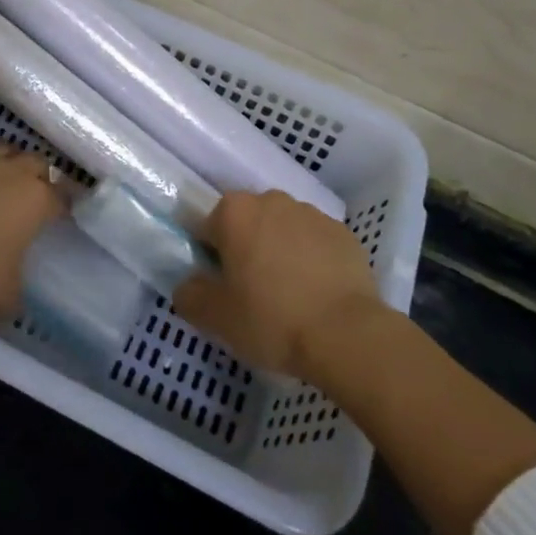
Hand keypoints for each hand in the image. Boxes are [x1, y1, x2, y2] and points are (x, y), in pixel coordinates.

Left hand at [0, 144, 65, 315]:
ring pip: (4, 149)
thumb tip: (13, 306)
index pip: (61, 198)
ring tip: (1, 176)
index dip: (63, 206)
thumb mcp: (3, 294)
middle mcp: (14, 173)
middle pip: (37, 163)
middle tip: (34, 191)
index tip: (62, 214)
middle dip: (38, 175)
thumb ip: (14, 294)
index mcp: (37, 201)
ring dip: (7, 161)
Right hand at [173, 190, 382, 380]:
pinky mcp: (342, 232)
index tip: (221, 288)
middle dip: (246, 248)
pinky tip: (316, 293)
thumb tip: (188, 285)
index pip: (208, 228)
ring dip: (279, 250)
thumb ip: (190, 295)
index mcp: (234, 212)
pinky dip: (311, 259)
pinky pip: (315, 241)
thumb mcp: (216, 317)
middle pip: (247, 223)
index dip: (210, 258)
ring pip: (282, 229)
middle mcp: (271, 200)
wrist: (347, 334)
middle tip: (252, 292)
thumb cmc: (272, 319)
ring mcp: (311, 213)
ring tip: (288, 294)